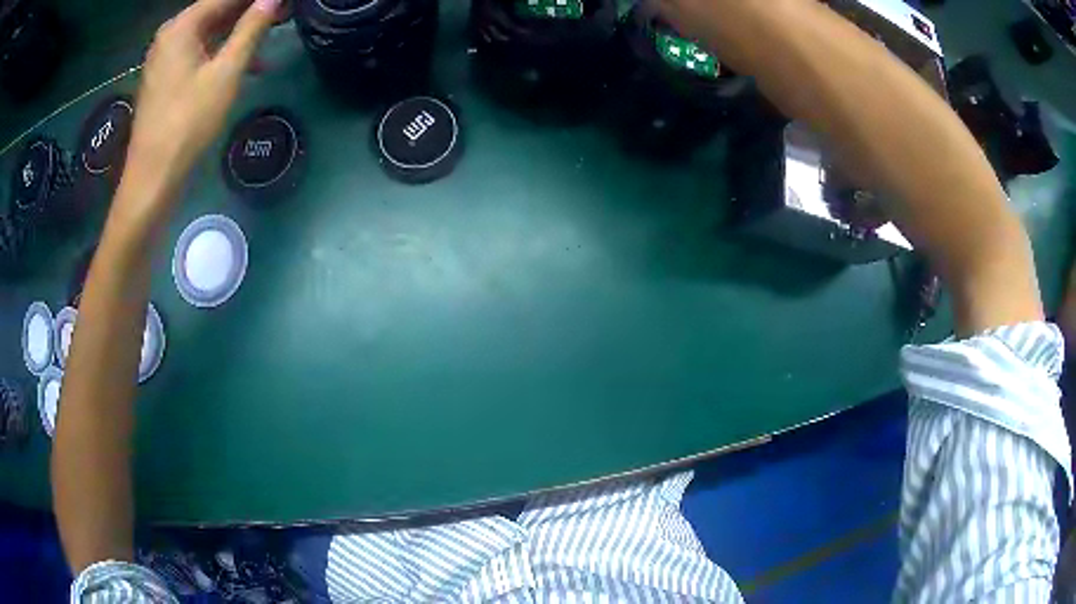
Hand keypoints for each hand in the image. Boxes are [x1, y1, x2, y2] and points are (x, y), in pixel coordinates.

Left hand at [118, 0, 283, 224]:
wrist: (152, 179)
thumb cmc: (188, 124)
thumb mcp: (226, 72)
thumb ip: (252, 28)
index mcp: (181, 26)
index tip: (282, 3)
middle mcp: (170, 35)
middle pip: (217, 10)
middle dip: (250, 10)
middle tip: (283, 13)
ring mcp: (165, 57)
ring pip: (209, 31)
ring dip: (239, 31)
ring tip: (272, 33)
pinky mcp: (165, 77)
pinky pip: (198, 51)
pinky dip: (221, 52)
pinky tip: (246, 62)